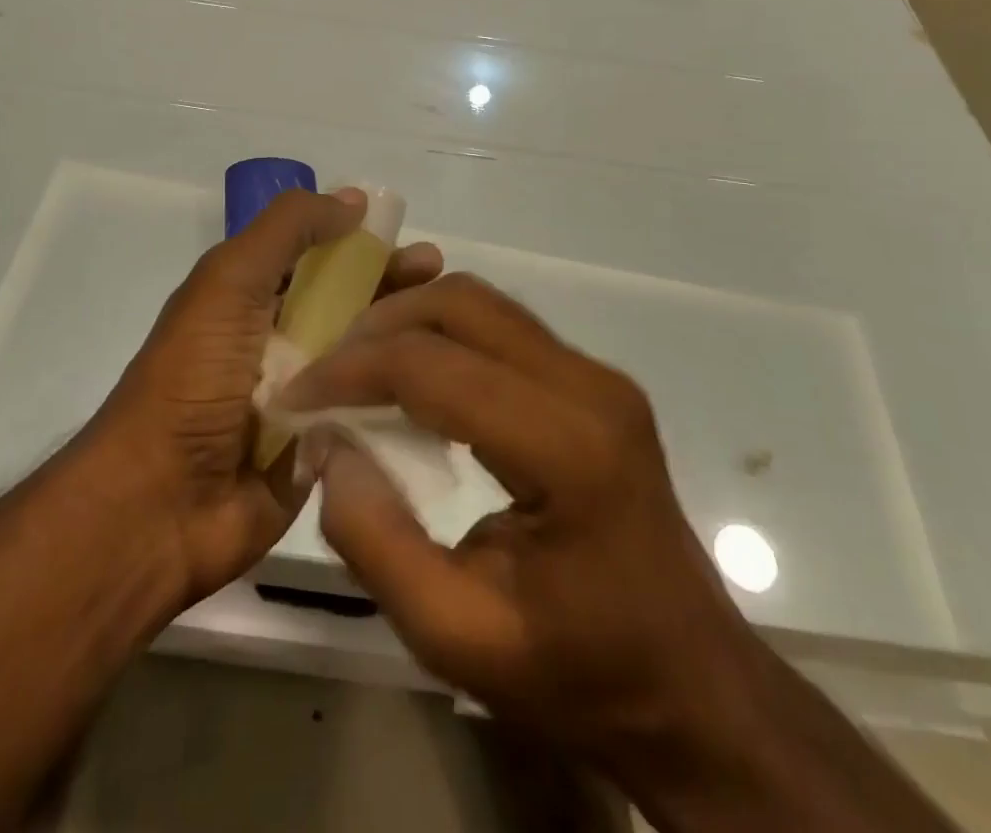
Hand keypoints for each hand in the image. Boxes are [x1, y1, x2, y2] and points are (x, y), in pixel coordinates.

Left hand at [93, 188, 442, 608]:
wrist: (161, 504)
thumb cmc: (194, 376)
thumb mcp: (230, 281)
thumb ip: (288, 230)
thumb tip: (353, 199)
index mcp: (253, 299)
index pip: (322, 259)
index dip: (366, 247)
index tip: (414, 245)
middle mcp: (281, 344)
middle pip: (352, 306)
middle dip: (397, 290)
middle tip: (445, 283)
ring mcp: (305, 400)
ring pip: (368, 359)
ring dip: (408, 343)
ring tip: (456, 334)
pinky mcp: (325, 451)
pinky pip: (372, 416)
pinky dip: (405, 400)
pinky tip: (451, 390)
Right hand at [274, 273, 765, 758]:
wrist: (693, 688)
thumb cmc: (579, 674)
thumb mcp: (456, 636)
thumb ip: (375, 540)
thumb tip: (327, 444)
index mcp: (567, 448)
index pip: (432, 367)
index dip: (350, 371)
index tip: (296, 396)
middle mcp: (589, 385)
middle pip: (459, 305)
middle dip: (377, 327)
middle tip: (325, 372)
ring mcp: (597, 374)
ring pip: (479, 301)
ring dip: (407, 321)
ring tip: (356, 368)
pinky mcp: (593, 379)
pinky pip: (499, 325)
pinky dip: (440, 333)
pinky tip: (409, 374)